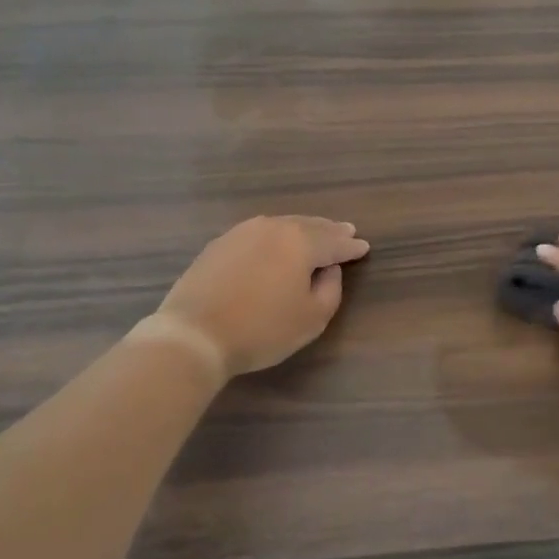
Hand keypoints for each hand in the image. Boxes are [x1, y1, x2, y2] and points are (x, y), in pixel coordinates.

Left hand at [155, 216, 370, 376]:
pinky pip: (259, 233)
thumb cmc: (262, 329)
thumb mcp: (312, 318)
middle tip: (346, 230)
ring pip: (282, 225)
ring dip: (302, 228)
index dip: (351, 247)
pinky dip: (275, 236)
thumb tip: (329, 268)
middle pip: (309, 226)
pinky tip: (276, 243)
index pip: (334, 242)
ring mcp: (242, 232)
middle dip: (329, 230)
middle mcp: (273, 228)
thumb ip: (331, 289)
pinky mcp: (219, 244)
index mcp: (301, 242)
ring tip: (315, 233)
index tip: (364, 247)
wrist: (195, 333)